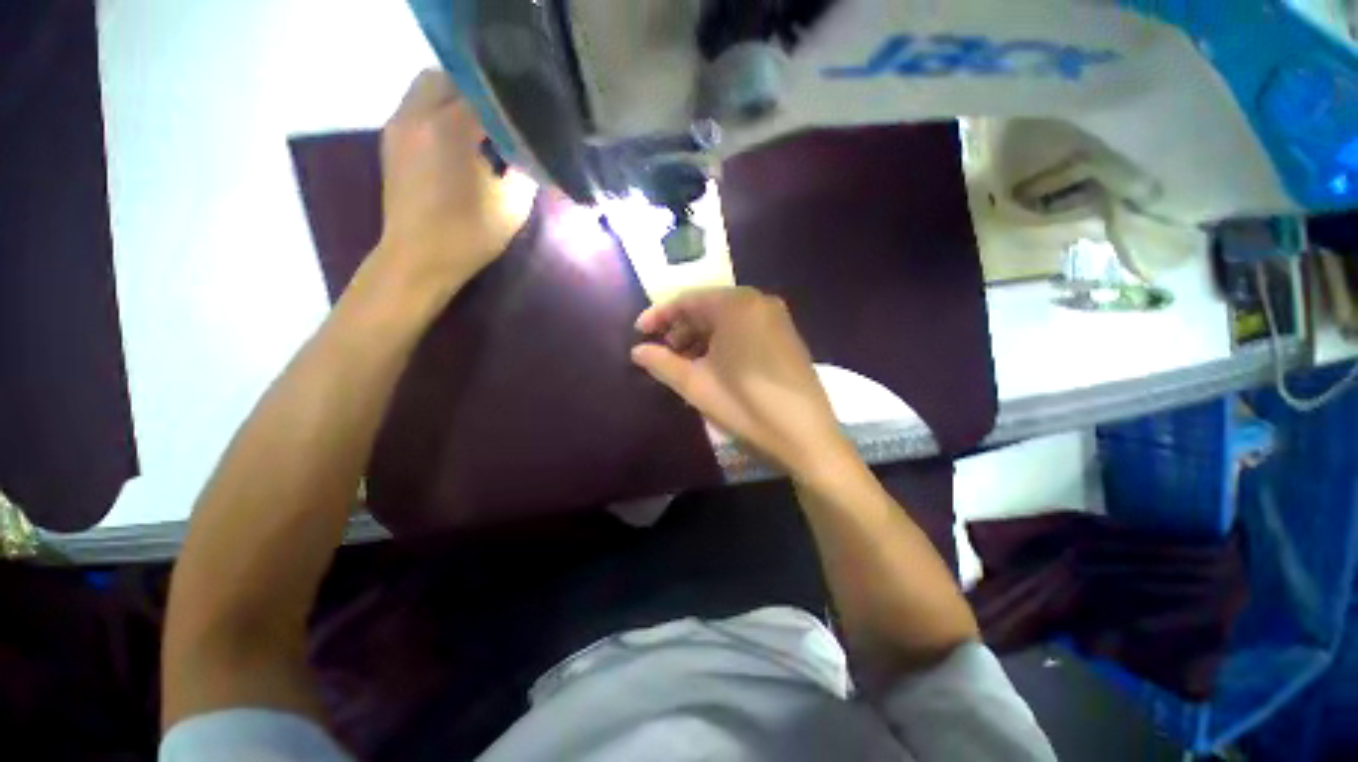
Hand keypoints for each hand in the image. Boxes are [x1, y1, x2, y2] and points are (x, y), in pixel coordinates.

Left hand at [376, 69, 535, 292]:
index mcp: (449, 128)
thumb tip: (528, 148)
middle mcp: (417, 114)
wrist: (419, 259)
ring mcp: (398, 125)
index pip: (485, 94)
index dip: (509, 105)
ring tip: (480, 128)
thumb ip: (524, 168)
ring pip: (428, 87)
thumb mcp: (512, 205)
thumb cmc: (469, 235)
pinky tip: (456, 140)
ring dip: (455, 99)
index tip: (527, 120)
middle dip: (479, 93)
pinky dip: (438, 111)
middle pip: (450, 78)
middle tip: (502, 119)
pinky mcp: (391, 139)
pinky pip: (416, 106)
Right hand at [631, 287, 852, 477]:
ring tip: (684, 362)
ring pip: (726, 319)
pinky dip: (723, 340)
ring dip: (701, 336)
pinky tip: (712, 363)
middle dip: (681, 328)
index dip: (659, 316)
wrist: (806, 436)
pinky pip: (744, 328)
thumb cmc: (746, 405)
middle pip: (708, 307)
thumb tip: (637, 351)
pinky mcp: (785, 335)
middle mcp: (758, 301)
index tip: (639, 333)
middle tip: (662, 352)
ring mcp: (776, 317)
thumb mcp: (697, 385)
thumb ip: (662, 363)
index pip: (687, 300)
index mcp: (736, 305)